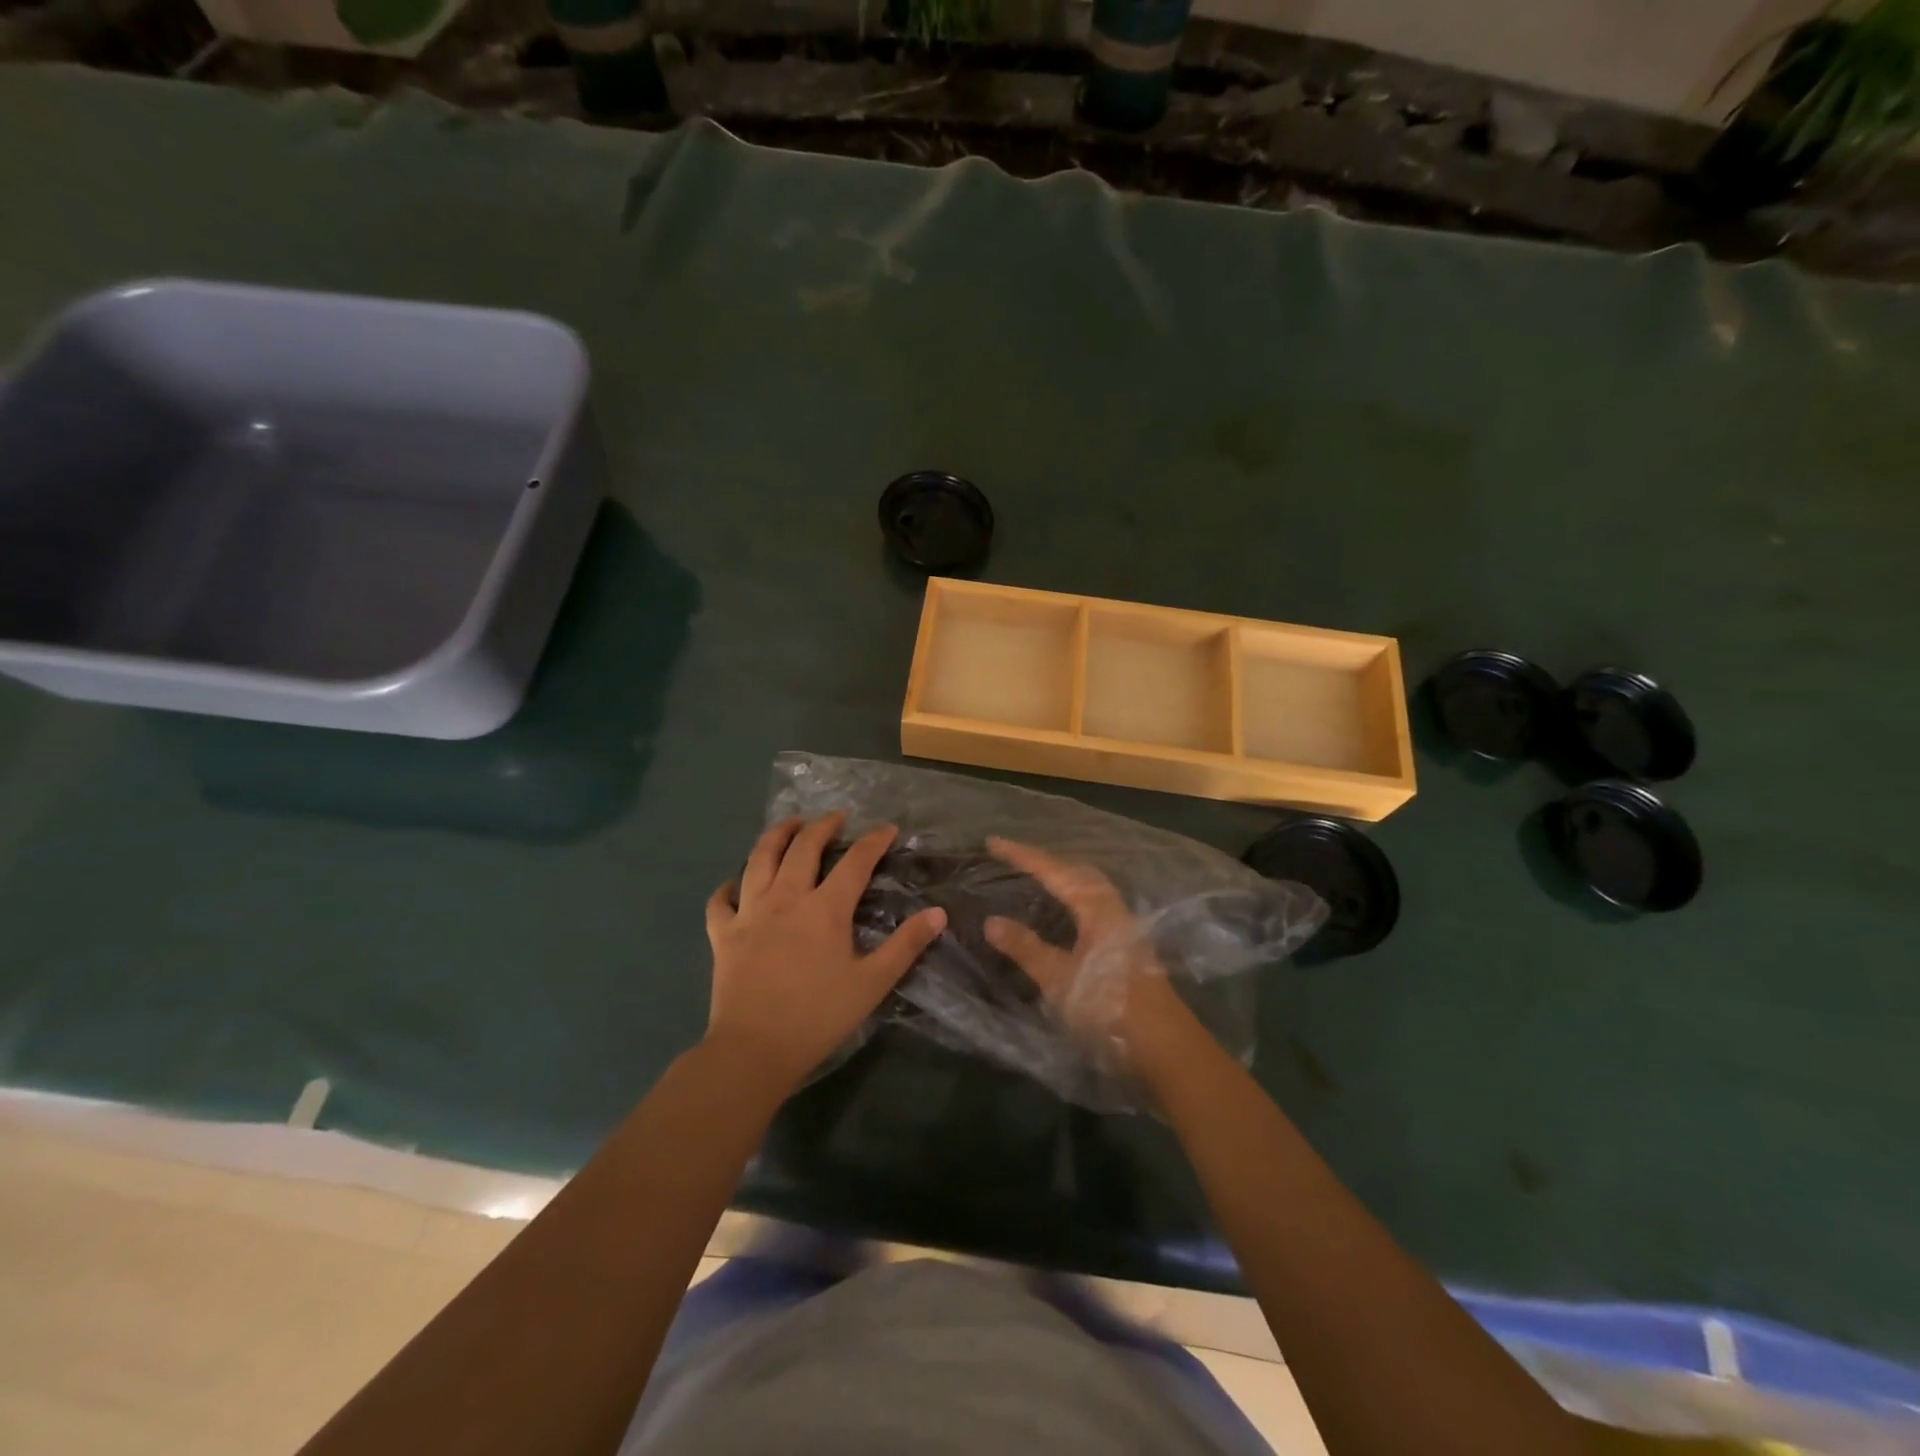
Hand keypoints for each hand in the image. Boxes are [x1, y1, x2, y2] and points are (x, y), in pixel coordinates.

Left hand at [704, 813, 945, 1089]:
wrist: (754, 1050)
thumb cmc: (818, 1017)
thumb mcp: (872, 983)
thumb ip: (906, 945)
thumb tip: (937, 913)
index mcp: (825, 909)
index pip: (855, 862)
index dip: (873, 841)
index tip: (887, 828)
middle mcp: (786, 899)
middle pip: (803, 848)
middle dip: (822, 826)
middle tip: (835, 817)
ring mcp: (749, 913)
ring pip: (759, 860)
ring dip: (775, 836)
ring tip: (788, 825)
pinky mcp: (723, 935)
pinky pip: (721, 901)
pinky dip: (728, 887)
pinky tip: (735, 884)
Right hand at [982, 837, 1199, 1076]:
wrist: (1164, 1047)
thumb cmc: (1108, 1007)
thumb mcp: (1059, 979)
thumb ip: (1026, 947)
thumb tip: (990, 920)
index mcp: (1096, 907)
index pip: (1053, 871)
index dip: (1022, 855)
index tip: (993, 842)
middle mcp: (1113, 909)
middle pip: (1076, 872)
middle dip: (1045, 861)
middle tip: (1015, 857)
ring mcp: (1124, 928)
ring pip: (1088, 889)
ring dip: (1062, 878)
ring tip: (1036, 877)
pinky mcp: (1127, 947)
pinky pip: (1093, 906)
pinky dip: (1072, 899)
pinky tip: (1065, 914)